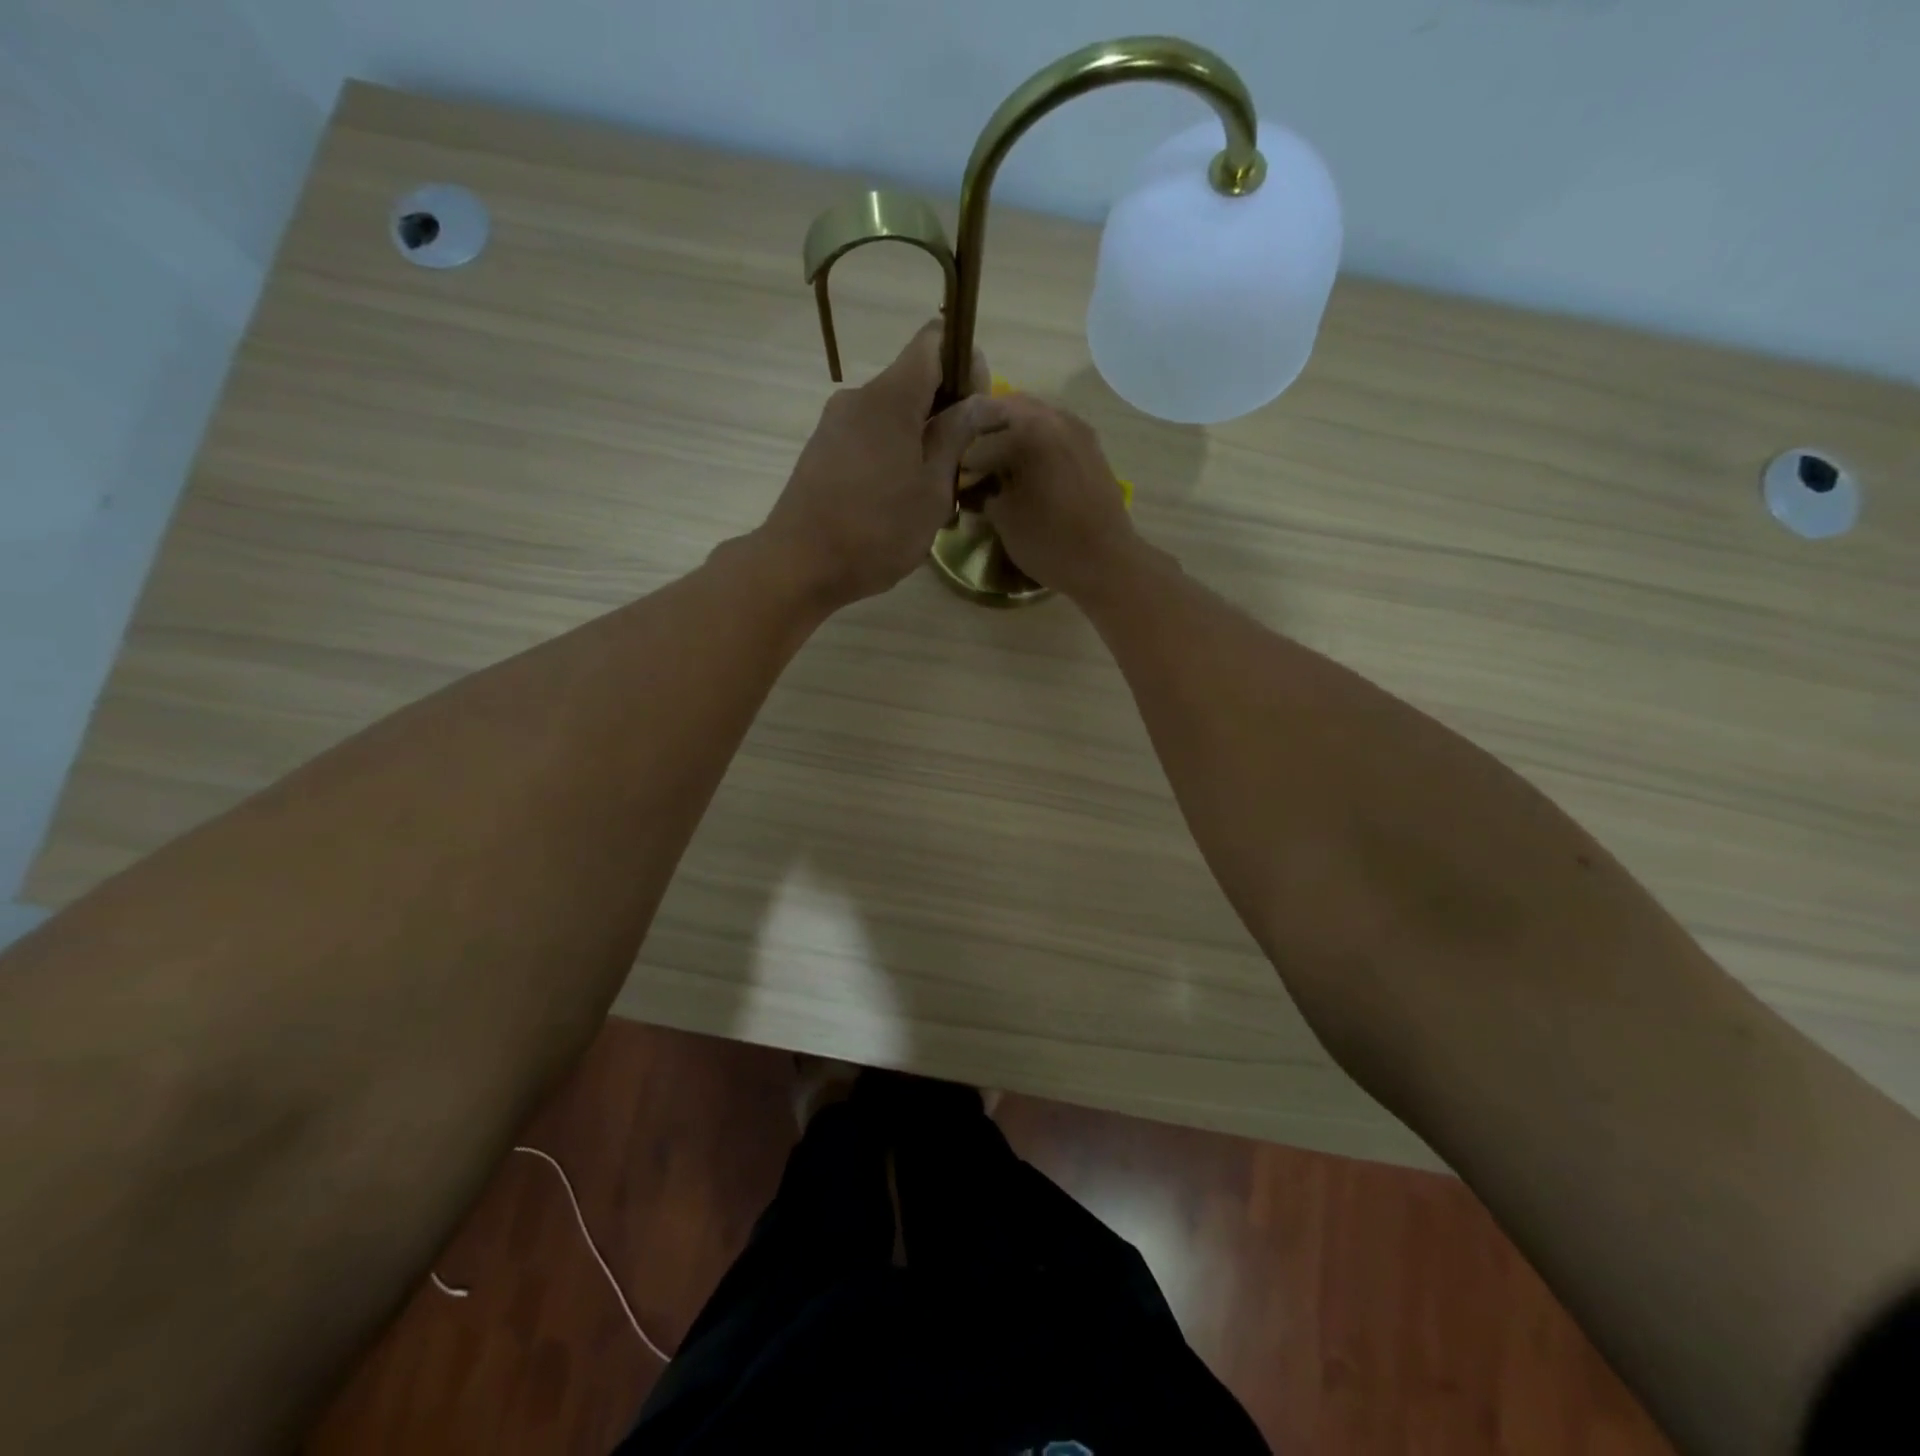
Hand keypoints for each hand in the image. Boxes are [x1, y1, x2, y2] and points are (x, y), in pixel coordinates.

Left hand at [758, 321, 986, 609]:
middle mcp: (858, 396)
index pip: (934, 341)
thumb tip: (982, 401)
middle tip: (961, 465)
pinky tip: (897, 502)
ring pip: (892, 415)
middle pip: (914, 381)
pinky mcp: (822, 450)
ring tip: (930, 495)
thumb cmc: (877, 530)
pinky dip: (892, 456)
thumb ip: (957, 437)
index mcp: (890, 396)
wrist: (799, 566)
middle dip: (945, 413)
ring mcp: (835, 423)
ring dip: (919, 442)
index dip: (964, 364)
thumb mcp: (932, 490)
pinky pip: (869, 437)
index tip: (976, 409)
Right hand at [960, 394, 1142, 599]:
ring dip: (1010, 433)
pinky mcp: (1090, 448)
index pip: (979, 434)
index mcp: (1029, 430)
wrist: (1107, 562)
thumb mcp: (1004, 519)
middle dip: (983, 430)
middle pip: (1007, 409)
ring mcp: (1077, 430)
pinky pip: (1053, 431)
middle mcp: (1055, 418)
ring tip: (993, 463)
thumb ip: (983, 492)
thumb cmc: (1050, 542)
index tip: (950, 474)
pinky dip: (1033, 442)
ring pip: (1033, 417)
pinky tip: (1023, 468)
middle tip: (967, 458)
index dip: (960, 456)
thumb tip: (975, 485)